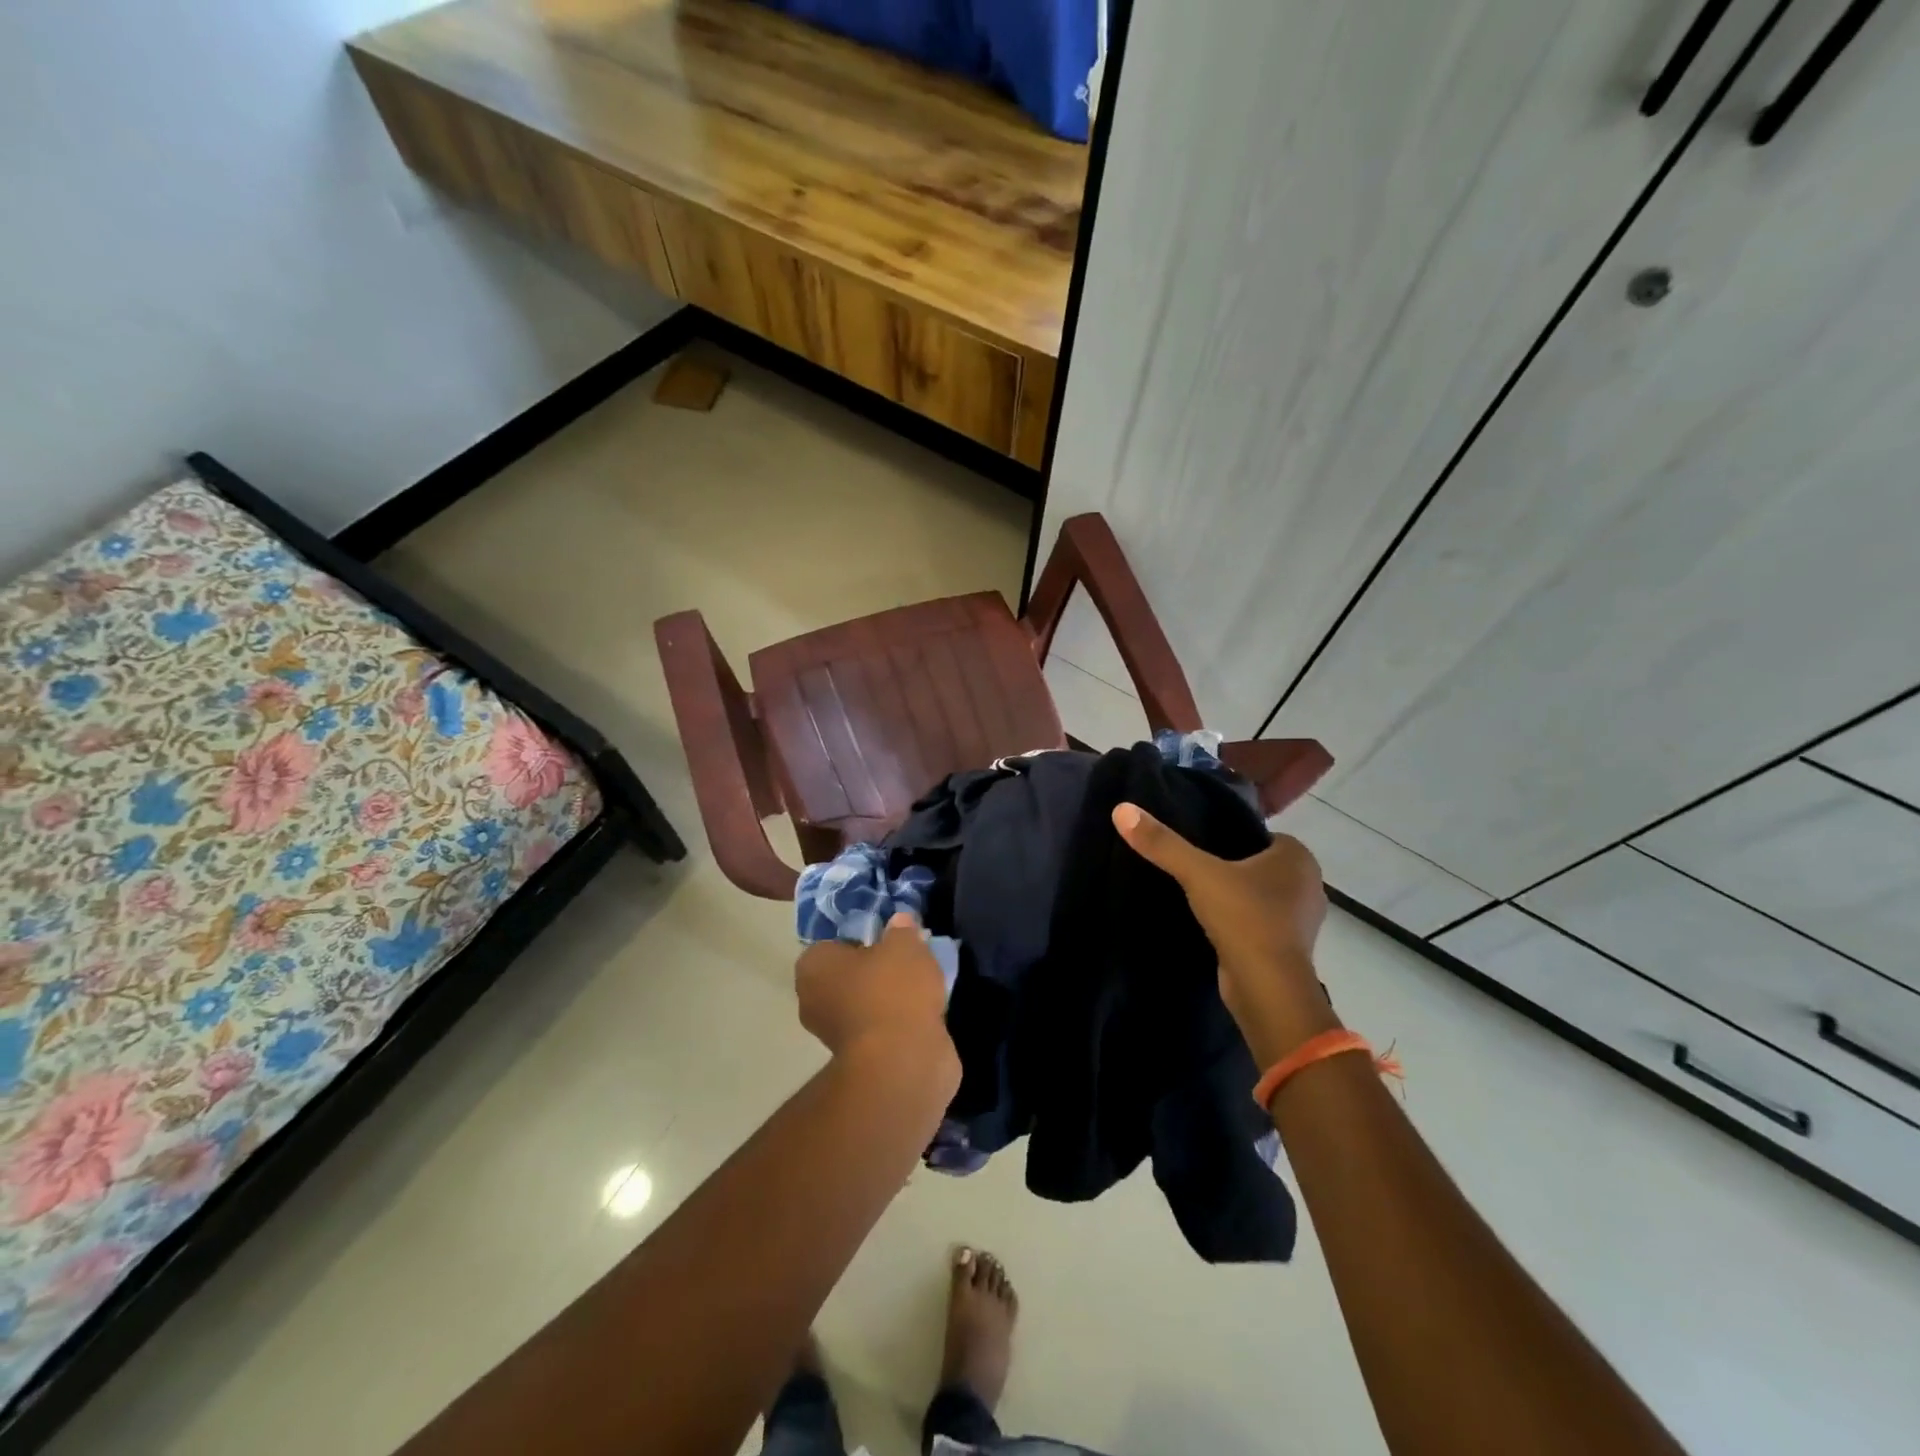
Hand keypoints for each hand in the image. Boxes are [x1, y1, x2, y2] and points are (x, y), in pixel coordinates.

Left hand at [795, 914, 959, 1082]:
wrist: (901, 1063)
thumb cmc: (892, 991)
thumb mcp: (904, 945)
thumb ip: (901, 930)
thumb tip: (899, 922)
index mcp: (813, 966)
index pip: (834, 942)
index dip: (863, 938)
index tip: (889, 938)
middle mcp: (814, 999)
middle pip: (850, 974)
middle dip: (877, 969)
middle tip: (909, 959)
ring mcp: (834, 1034)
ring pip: (866, 1002)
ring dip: (890, 997)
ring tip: (923, 985)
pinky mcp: (859, 1059)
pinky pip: (880, 1027)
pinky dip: (898, 1022)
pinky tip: (924, 1013)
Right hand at [1113, 804, 1337, 1058]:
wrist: (1267, 988)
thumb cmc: (1244, 918)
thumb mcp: (1197, 873)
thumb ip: (1162, 843)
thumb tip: (1121, 809)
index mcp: (1298, 858)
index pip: (1262, 836)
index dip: (1232, 839)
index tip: (1201, 845)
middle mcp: (1308, 885)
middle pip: (1260, 866)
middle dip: (1233, 868)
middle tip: (1194, 869)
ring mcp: (1301, 921)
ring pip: (1261, 896)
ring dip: (1237, 898)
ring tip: (1198, 896)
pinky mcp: (1288, 949)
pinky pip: (1260, 923)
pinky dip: (1240, 923)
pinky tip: (1213, 925)